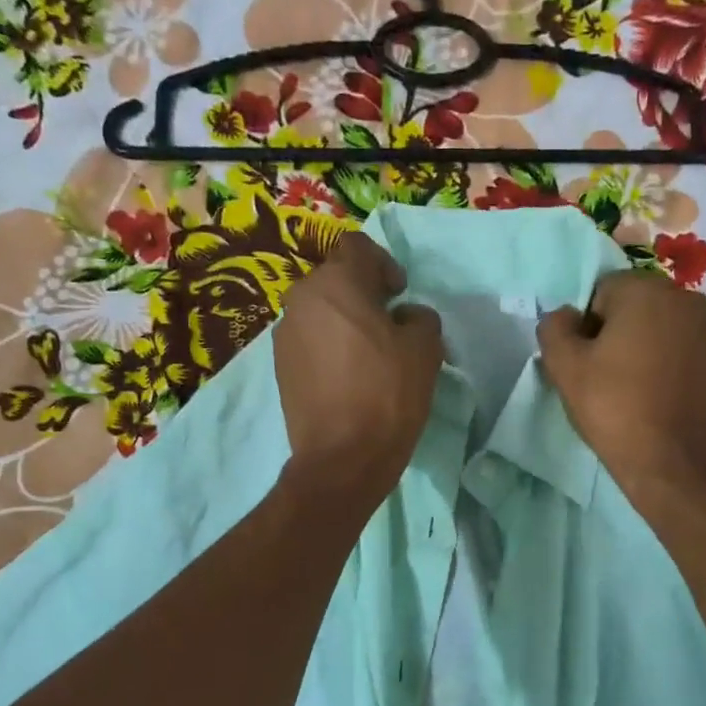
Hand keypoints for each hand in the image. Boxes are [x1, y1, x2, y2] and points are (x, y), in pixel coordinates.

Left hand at [274, 230, 443, 503]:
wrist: (342, 457)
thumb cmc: (387, 394)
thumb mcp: (425, 349)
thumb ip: (420, 318)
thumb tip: (405, 317)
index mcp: (336, 283)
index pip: (358, 247)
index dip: (384, 264)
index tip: (399, 295)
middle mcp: (301, 299)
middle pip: (336, 280)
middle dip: (364, 295)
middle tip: (390, 326)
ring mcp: (285, 335)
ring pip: (321, 312)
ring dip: (345, 322)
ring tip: (369, 356)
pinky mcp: (280, 367)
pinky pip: (310, 341)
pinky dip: (330, 348)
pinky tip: (349, 378)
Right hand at [537, 269, 705, 506]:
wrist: (674, 463)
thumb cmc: (615, 408)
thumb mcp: (565, 368)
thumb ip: (554, 328)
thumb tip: (566, 316)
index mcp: (646, 290)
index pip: (600, 292)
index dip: (585, 327)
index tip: (585, 362)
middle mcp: (685, 299)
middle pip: (633, 307)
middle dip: (615, 334)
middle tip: (603, 377)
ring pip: (659, 330)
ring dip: (641, 349)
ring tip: (631, 391)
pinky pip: (680, 352)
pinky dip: (665, 366)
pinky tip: (656, 399)